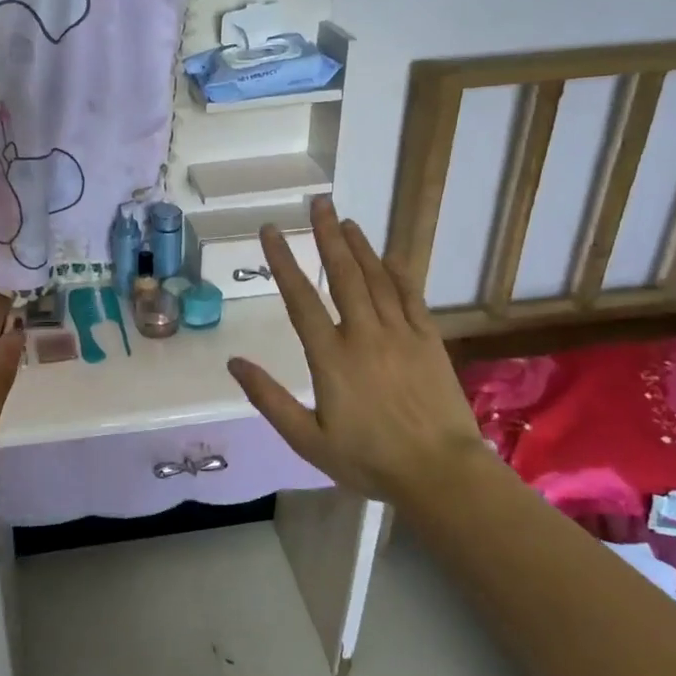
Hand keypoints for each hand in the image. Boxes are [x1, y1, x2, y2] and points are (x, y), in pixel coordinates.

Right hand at [228, 196, 484, 505]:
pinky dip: (398, 273)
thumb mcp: (307, 439)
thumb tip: (234, 362)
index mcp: (330, 357)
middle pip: (343, 274)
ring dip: (360, 246)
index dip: (283, 261)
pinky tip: (389, 257)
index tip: (271, 230)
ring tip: (345, 221)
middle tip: (318, 202)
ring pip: (376, 279)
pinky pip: (410, 297)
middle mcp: (364, 335)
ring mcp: (400, 334)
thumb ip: (269, 399)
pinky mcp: (428, 340)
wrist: (440, 473)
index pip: (300, 298)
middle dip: (327, 235)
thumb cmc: (368, 460)